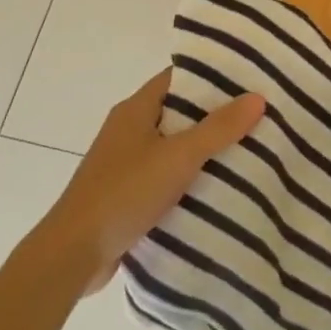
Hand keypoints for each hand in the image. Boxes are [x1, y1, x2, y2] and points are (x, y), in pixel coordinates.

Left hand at [41, 71, 262, 292]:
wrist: (73, 254)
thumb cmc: (124, 193)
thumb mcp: (178, 157)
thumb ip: (218, 128)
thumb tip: (257, 97)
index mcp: (135, 109)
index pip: (177, 78)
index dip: (211, 75)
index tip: (248, 78)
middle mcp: (128, 129)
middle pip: (178, 110)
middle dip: (215, 113)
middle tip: (257, 114)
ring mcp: (125, 162)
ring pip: (173, 145)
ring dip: (204, 147)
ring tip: (249, 147)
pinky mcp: (127, 193)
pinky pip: (165, 174)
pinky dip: (189, 176)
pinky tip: (218, 186)